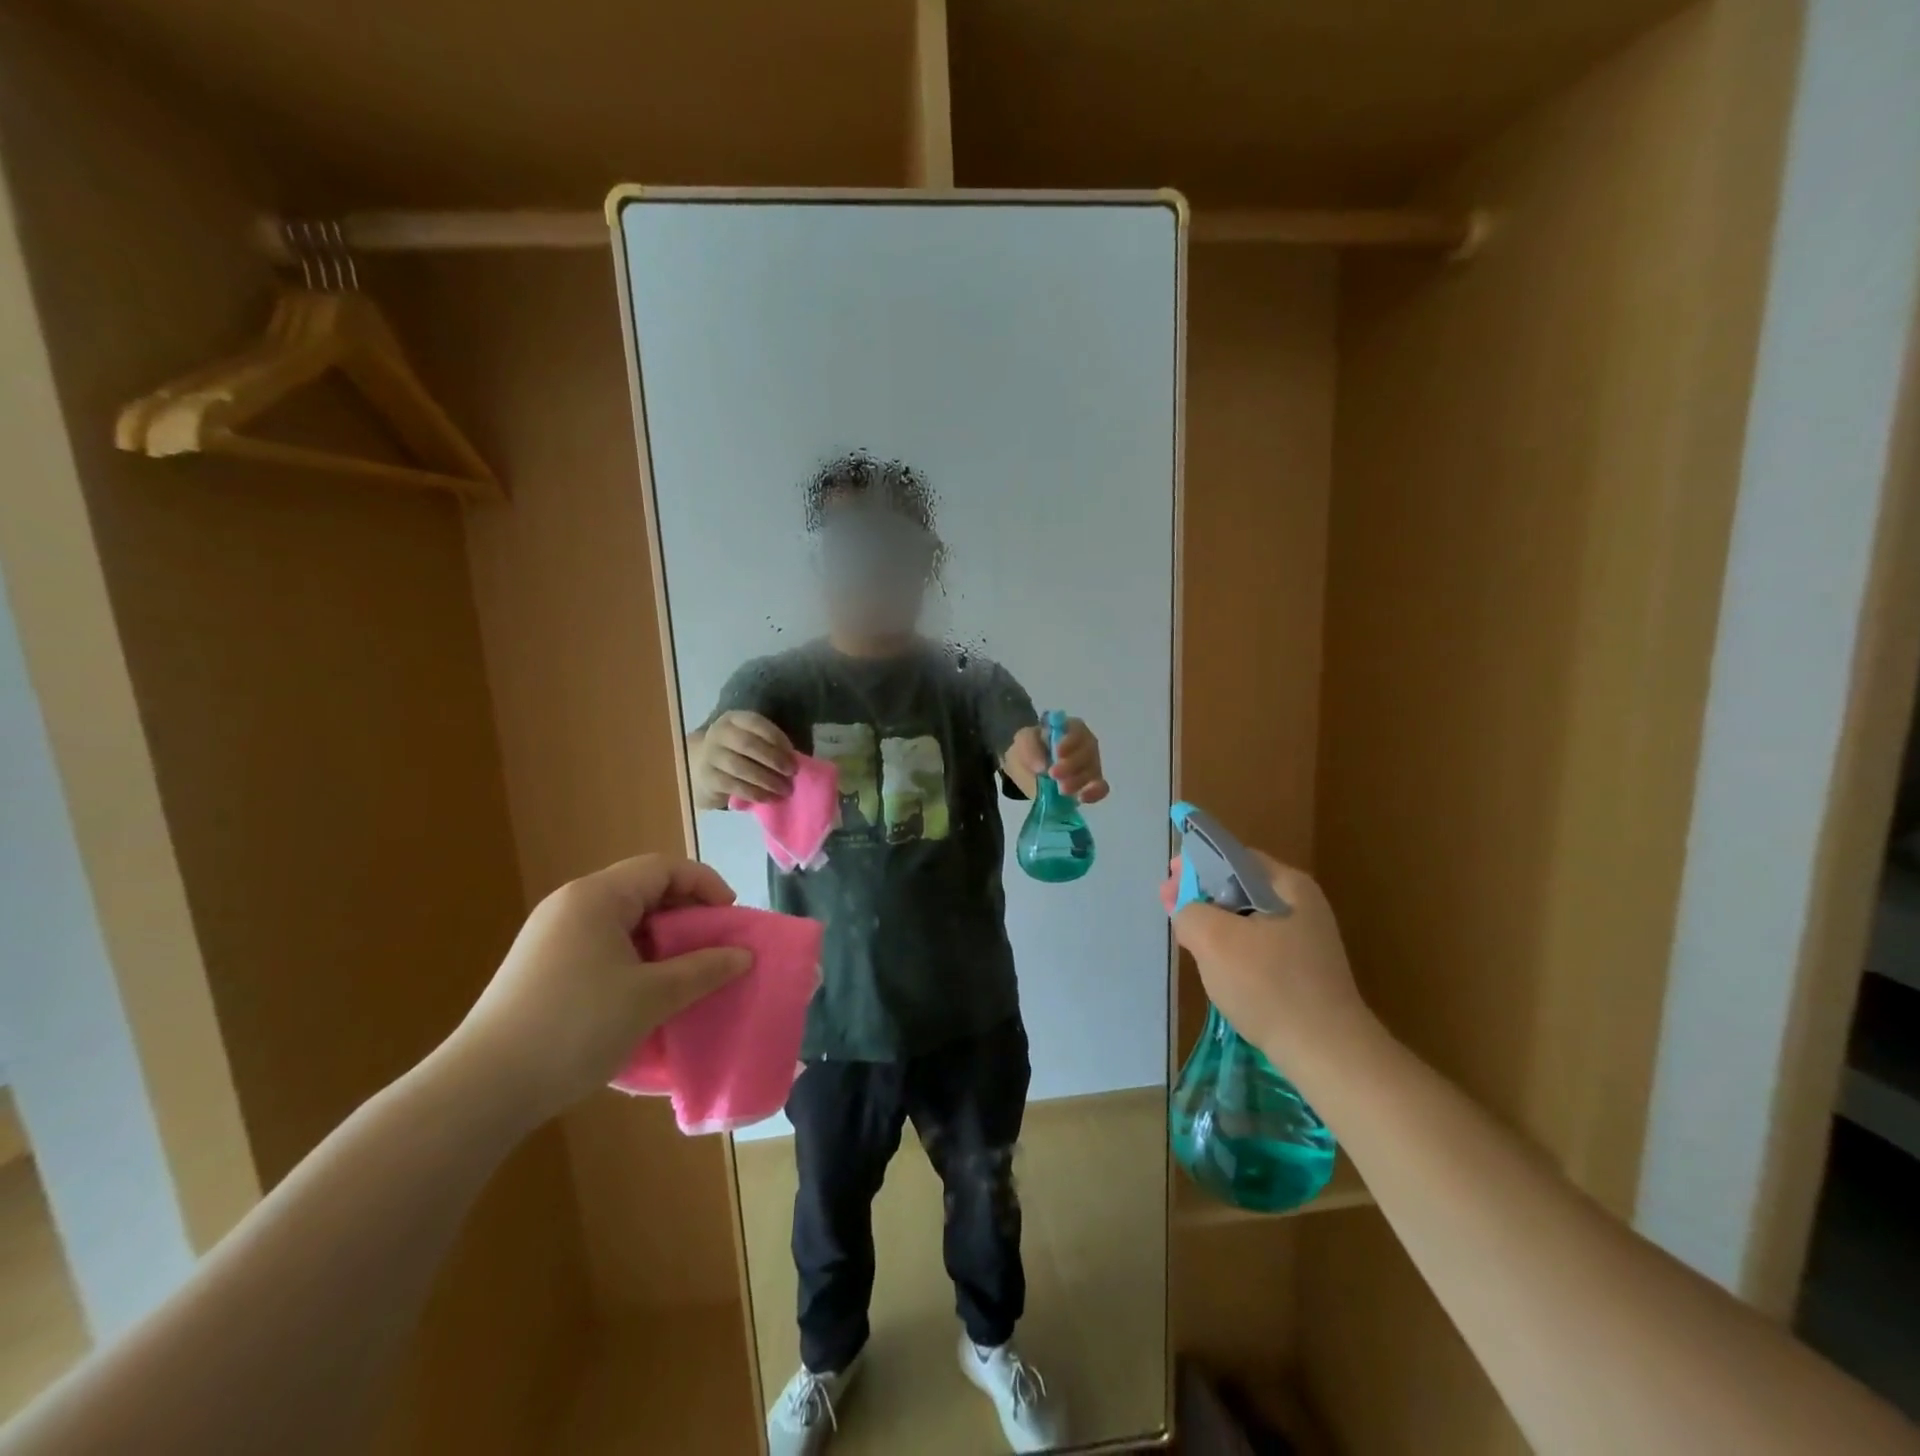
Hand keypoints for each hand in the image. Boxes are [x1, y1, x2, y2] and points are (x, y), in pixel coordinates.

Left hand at [447, 856, 750, 1127]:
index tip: (730, 918)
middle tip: (712, 946)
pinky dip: (634, 957)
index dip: (704, 884)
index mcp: (597, 897)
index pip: (663, 868)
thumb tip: (743, 955)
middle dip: (685, 914)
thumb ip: (703, 970)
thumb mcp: (651, 997)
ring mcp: (551, 936)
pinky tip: (644, 993)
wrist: (482, 1090)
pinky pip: (602, 944)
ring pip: (623, 920)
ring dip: (661, 939)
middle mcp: (571, 905)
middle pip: (643, 889)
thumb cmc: (575, 1027)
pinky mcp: (541, 967)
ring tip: (684, 972)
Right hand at [691, 711, 793, 804]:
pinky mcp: (708, 778)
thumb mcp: (751, 740)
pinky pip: (734, 786)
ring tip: (785, 789)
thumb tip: (794, 760)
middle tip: (792, 772)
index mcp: (734, 720)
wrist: (702, 767)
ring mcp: (710, 756)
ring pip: (740, 767)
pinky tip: (769, 798)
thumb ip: (769, 745)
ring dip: (766, 780)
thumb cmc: (738, 752)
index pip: (756, 723)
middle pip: (747, 744)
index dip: (776, 737)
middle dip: (774, 759)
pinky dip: (754, 793)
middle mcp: (719, 733)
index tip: (792, 753)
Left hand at [1010, 718, 1109, 803]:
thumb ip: (1029, 747)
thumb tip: (1042, 767)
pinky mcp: (1091, 785)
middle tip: (1053, 774)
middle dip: (1072, 765)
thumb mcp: (1023, 741)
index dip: (1070, 742)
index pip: (1078, 731)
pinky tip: (1082, 798)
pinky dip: (1094, 793)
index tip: (1057, 754)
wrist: (1028, 771)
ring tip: (1061, 790)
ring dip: (1079, 781)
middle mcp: (1085, 745)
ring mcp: (1091, 765)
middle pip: (1088, 752)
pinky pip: (1101, 788)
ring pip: (1093, 771)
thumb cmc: (1030, 749)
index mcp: (1071, 728)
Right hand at [1166, 850, 1369, 1066]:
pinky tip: (1216, 966)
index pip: (1233, 857)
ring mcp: (1305, 940)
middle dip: (1201, 894)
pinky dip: (1232, 948)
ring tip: (1188, 939)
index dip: (1195, 864)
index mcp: (1288, 885)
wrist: (1326, 1052)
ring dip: (1214, 923)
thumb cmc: (1269, 985)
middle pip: (1239, 886)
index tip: (1169, 882)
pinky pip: (1258, 946)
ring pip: (1246, 918)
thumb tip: (1187, 910)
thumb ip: (1189, 910)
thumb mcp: (1214, 939)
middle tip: (1171, 910)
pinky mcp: (1303, 970)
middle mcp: (1302, 905)